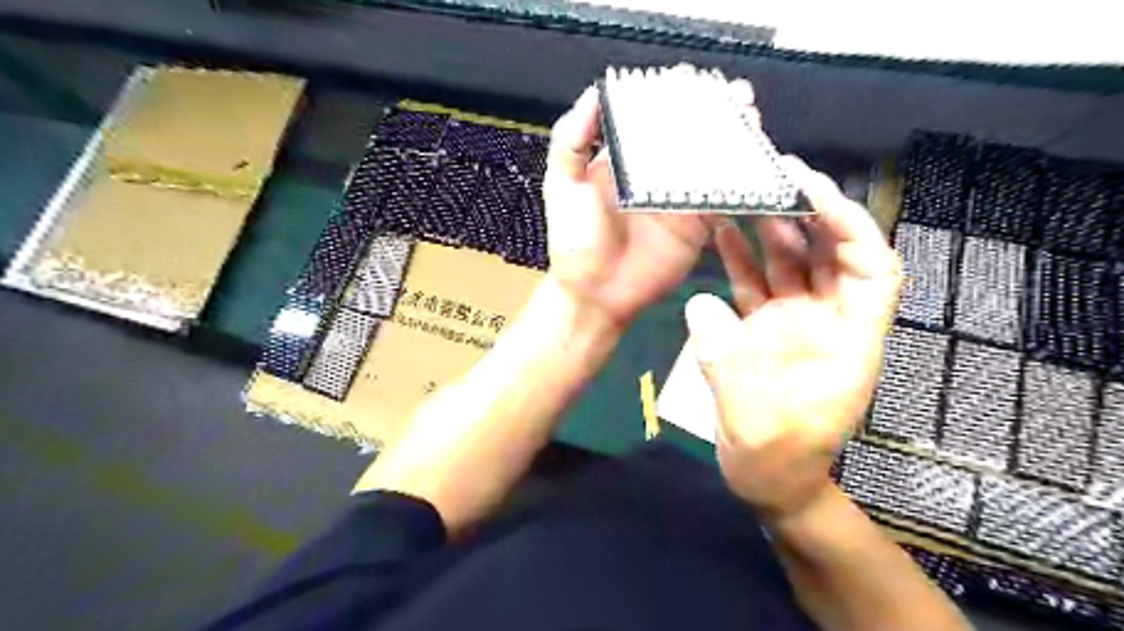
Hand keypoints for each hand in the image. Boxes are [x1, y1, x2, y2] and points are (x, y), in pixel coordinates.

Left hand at [541, 81, 754, 329]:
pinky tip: (754, 160)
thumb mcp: (562, 186)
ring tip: (749, 118)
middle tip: (735, 96)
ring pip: (712, 162)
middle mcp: (656, 176)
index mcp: (626, 161)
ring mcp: (679, 200)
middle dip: (715, 113)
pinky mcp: (696, 225)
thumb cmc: (575, 241)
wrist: (595, 294)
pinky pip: (721, 197)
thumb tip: (593, 93)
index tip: (693, 80)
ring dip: (733, 139)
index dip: (675, 98)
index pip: (654, 120)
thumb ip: (572, 140)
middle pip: (691, 136)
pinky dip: (739, 179)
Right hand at [685, 158, 901, 523]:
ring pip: (790, 264)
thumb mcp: (751, 417)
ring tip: (742, 194)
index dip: (850, 227)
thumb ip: (725, 359)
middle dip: (808, 214)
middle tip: (775, 176)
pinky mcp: (764, 329)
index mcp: (849, 341)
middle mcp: (827, 322)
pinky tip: (722, 233)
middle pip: (830, 255)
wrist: (766, 479)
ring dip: (769, 229)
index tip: (813, 194)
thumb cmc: (777, 457)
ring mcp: (794, 323)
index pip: (871, 268)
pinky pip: (756, 284)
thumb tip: (699, 304)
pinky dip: (741, 258)